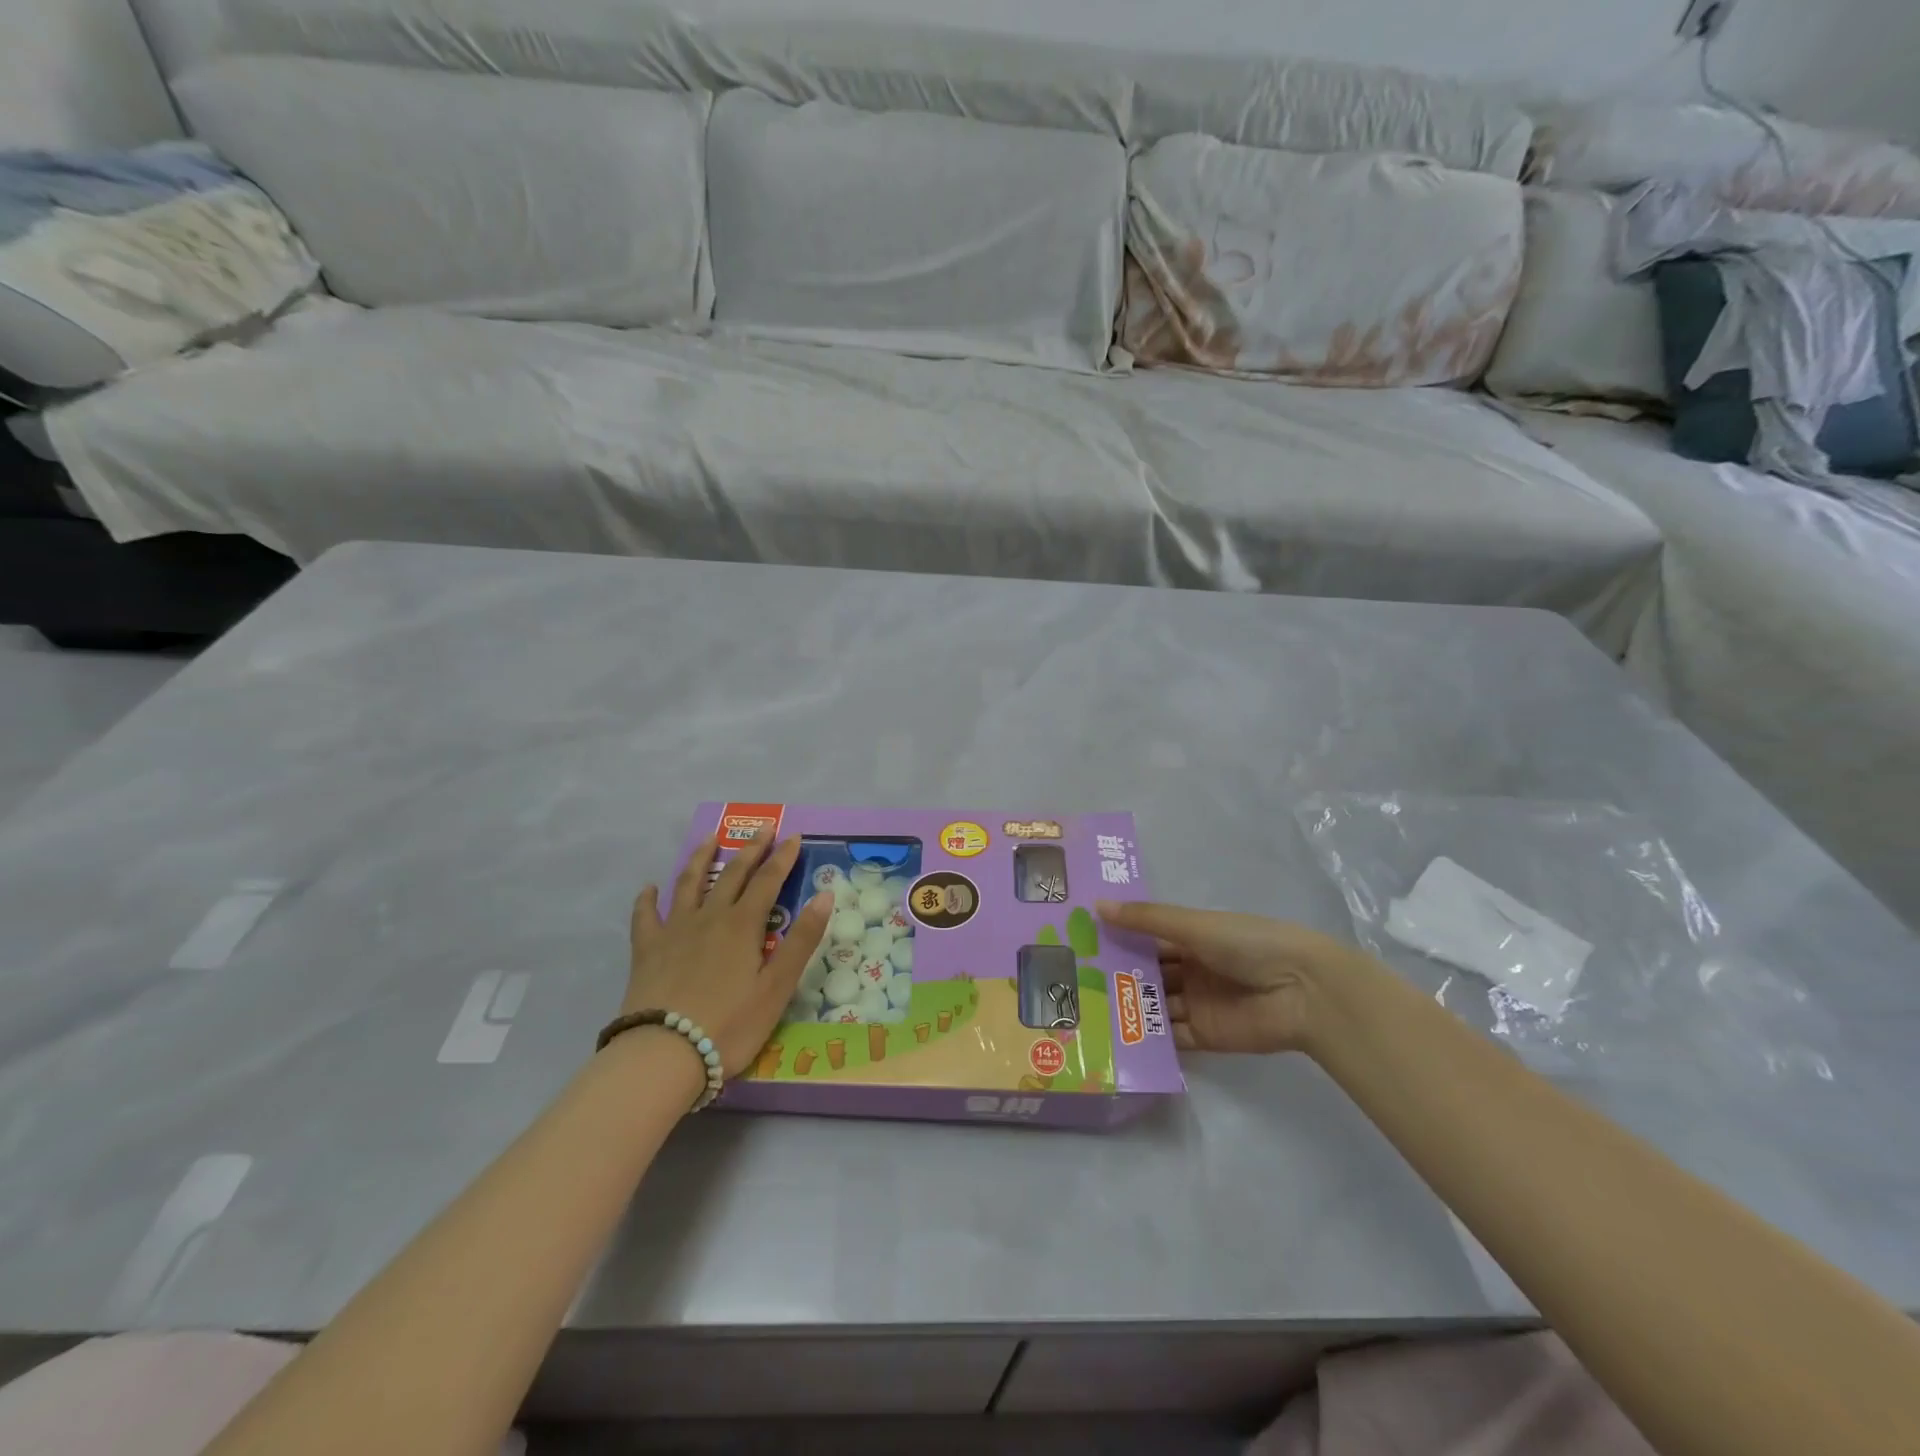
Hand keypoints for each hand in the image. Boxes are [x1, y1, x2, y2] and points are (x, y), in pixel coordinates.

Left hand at [627, 834, 831, 1077]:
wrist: (663, 1054)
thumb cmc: (730, 1025)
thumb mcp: (777, 987)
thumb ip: (802, 940)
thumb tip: (825, 895)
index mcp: (743, 925)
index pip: (768, 881)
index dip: (783, 858)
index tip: (794, 836)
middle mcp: (709, 917)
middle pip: (732, 874)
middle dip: (751, 849)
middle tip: (763, 827)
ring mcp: (674, 931)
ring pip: (689, 884)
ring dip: (701, 858)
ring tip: (709, 838)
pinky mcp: (647, 951)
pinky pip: (646, 916)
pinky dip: (648, 899)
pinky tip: (650, 888)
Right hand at [1096, 901, 1371, 1054]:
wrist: (1302, 990)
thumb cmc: (1247, 944)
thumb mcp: (1193, 925)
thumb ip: (1145, 920)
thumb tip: (1096, 905)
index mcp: (1191, 937)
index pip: (1146, 937)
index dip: (1116, 938)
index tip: (1078, 940)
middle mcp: (1191, 969)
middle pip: (1146, 973)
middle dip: (1116, 975)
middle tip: (1070, 979)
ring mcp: (1197, 1003)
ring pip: (1153, 1004)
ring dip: (1127, 1006)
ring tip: (1083, 1009)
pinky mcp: (1205, 1035)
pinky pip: (1170, 1037)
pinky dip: (1147, 1037)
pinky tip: (1113, 1037)